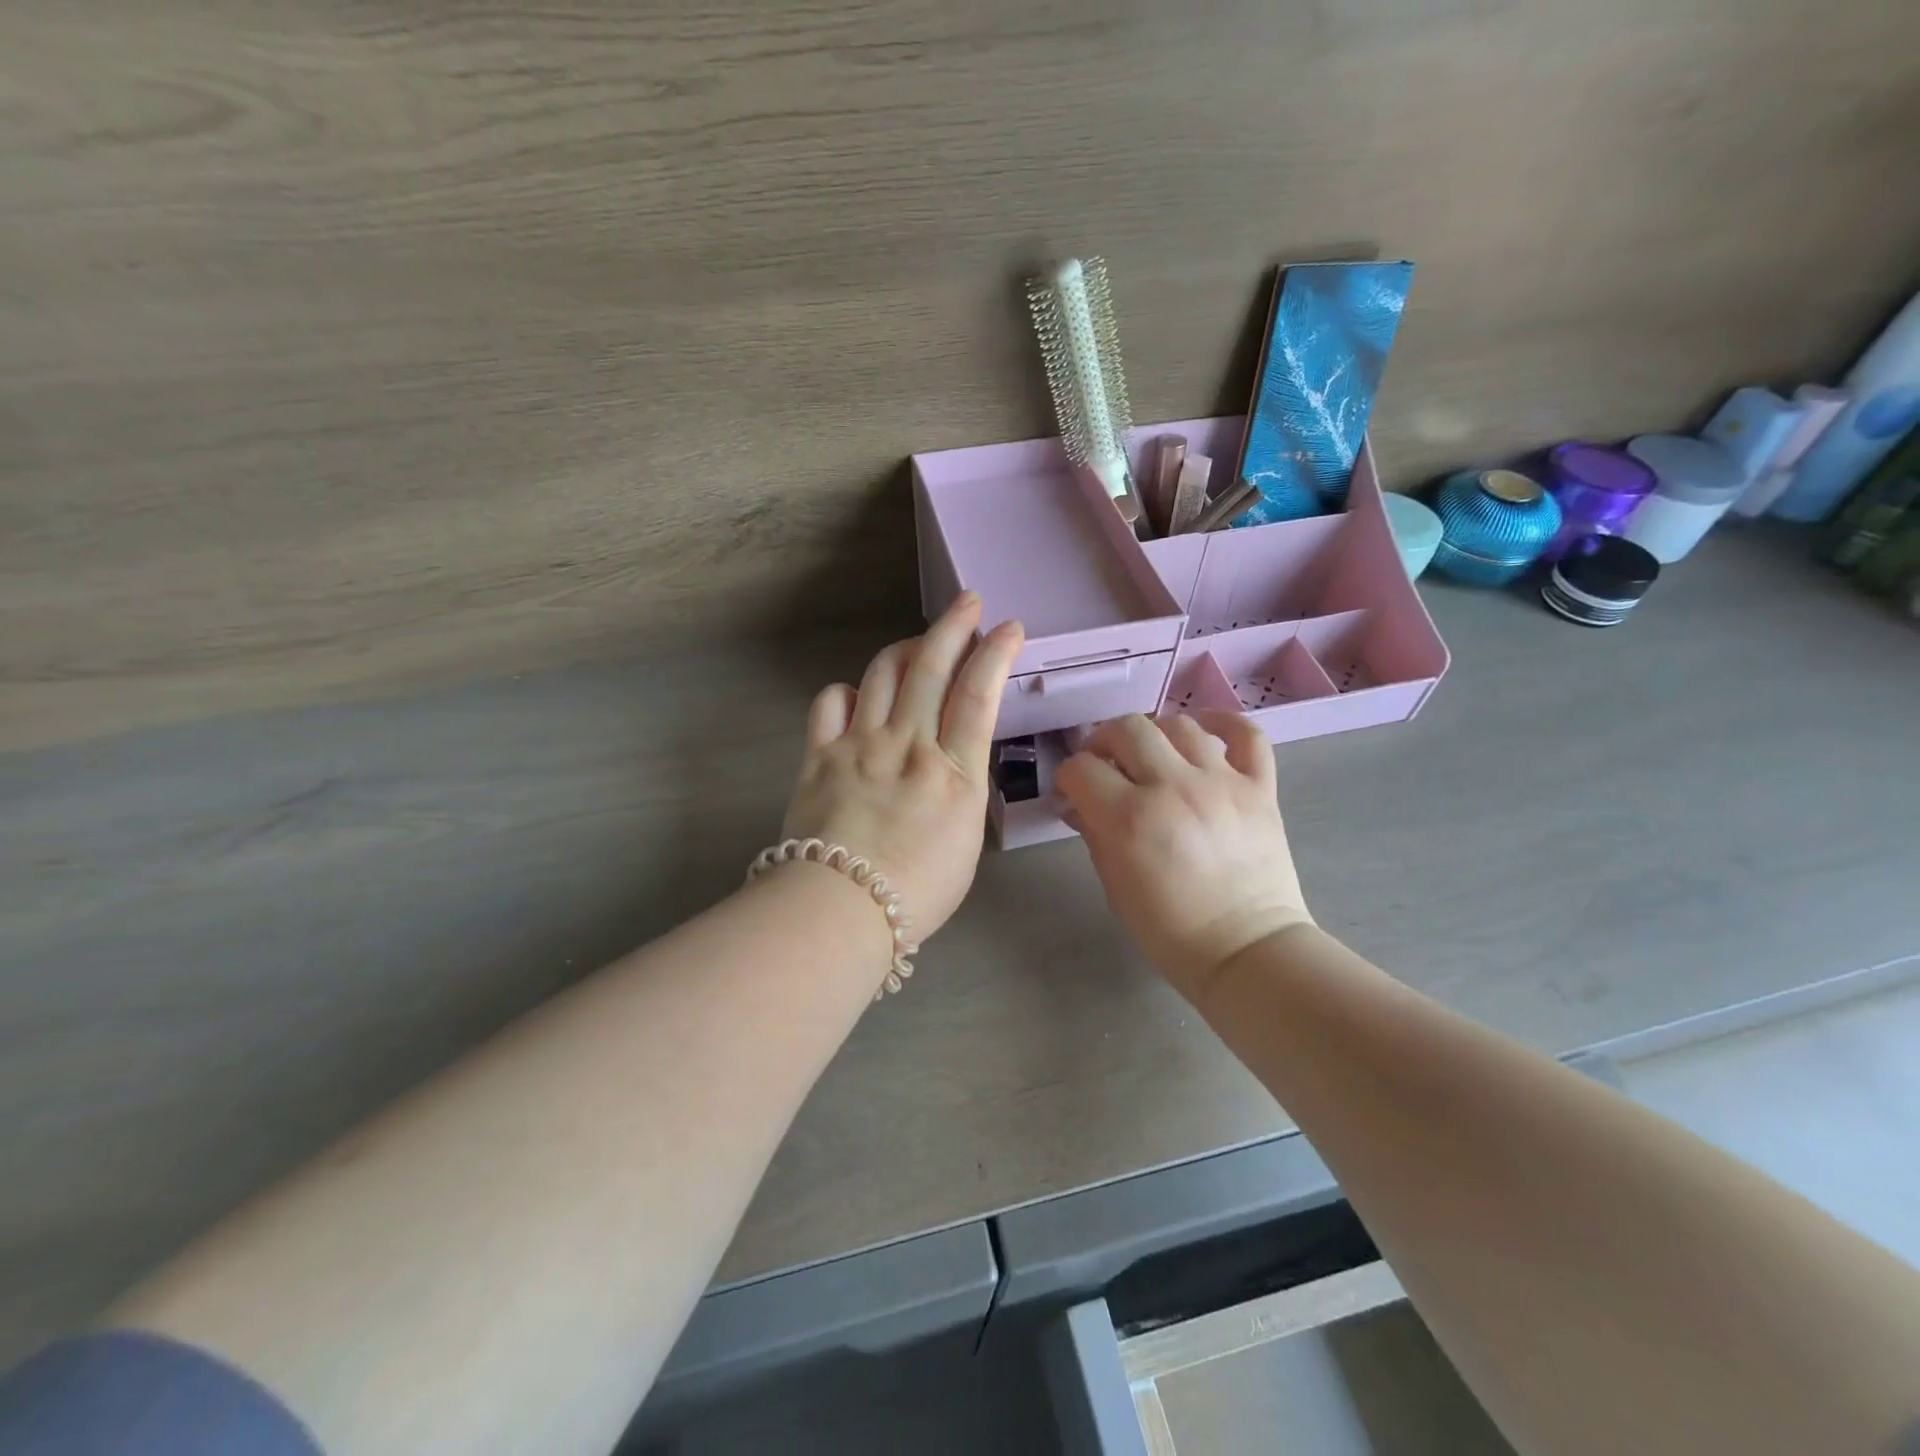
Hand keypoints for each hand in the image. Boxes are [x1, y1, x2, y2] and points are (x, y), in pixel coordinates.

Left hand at [781, 592, 1023, 944]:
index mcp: (953, 772)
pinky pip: (830, 702)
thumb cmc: (915, 893)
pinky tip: (856, 696)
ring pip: (882, 674)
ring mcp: (860, 744)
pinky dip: (846, 690)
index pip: (978, 695)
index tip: (1009, 627)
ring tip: (918, 645)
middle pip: (931, 669)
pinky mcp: (819, 754)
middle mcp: (908, 745)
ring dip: (905, 649)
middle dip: (953, 627)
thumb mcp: (965, 843)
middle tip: (968, 602)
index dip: (995, 654)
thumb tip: (951, 765)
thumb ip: (962, 792)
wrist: (839, 910)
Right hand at [1056, 711, 1312, 1003]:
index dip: (1069, 777)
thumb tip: (1078, 804)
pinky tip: (1204, 732)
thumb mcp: (1114, 886)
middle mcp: (1173, 787)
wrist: (1247, 951)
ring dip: (1155, 733)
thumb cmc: (1170, 930)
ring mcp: (1222, 782)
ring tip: (1152, 753)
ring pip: (1179, 724)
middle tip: (1105, 764)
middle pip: (1126, 729)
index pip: (1081, 768)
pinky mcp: (1260, 787)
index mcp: (1129, 818)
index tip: (1073, 791)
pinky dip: (1224, 723)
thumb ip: (1094, 834)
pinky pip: (1246, 734)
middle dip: (1104, 742)